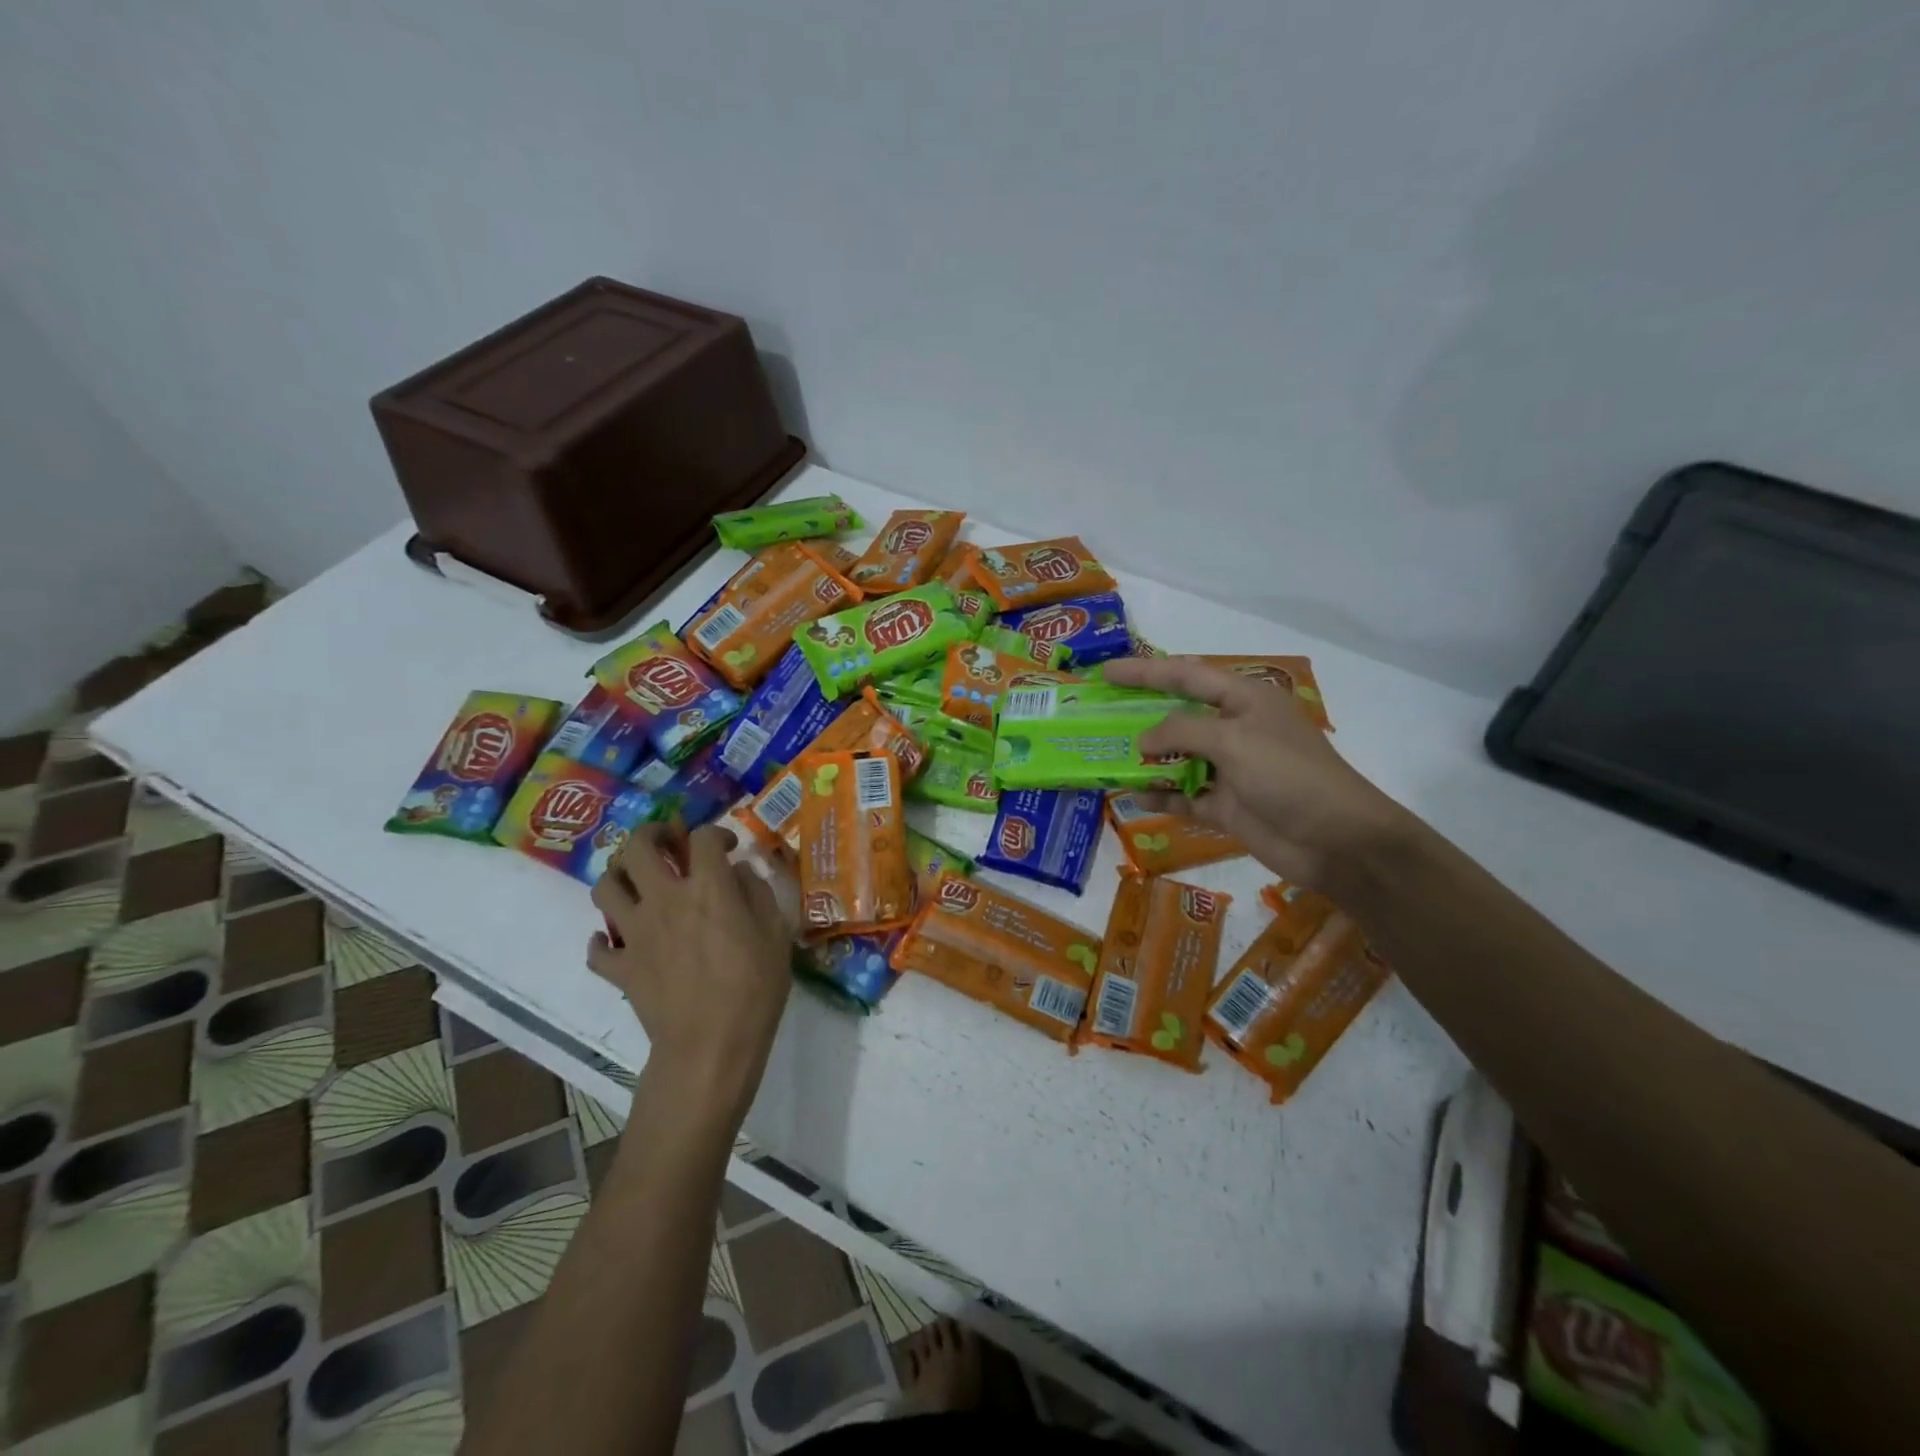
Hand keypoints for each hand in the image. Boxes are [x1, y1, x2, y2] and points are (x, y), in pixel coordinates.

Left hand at [589, 823, 791, 1127]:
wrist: (710, 1046)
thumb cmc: (754, 988)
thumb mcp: (776, 934)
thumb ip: (758, 893)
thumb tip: (740, 872)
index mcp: (707, 887)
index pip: (702, 837)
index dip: (716, 833)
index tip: (727, 846)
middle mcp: (664, 899)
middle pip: (638, 847)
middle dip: (652, 835)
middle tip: (668, 843)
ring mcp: (635, 933)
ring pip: (606, 886)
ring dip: (619, 876)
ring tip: (637, 883)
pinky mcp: (620, 966)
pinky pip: (597, 948)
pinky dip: (603, 940)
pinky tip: (618, 940)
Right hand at [1102, 656, 1411, 892]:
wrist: (1338, 841)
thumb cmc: (1289, 775)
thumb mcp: (1234, 740)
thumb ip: (1182, 731)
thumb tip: (1142, 740)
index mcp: (1244, 699)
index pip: (1186, 675)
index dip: (1145, 671)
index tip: (1106, 672)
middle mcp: (1234, 729)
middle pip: (1177, 716)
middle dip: (1139, 716)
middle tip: (1097, 716)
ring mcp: (1230, 769)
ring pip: (1177, 758)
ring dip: (1145, 760)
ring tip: (1104, 757)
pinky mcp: (1226, 805)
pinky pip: (1184, 796)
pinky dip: (1161, 796)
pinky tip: (1133, 796)